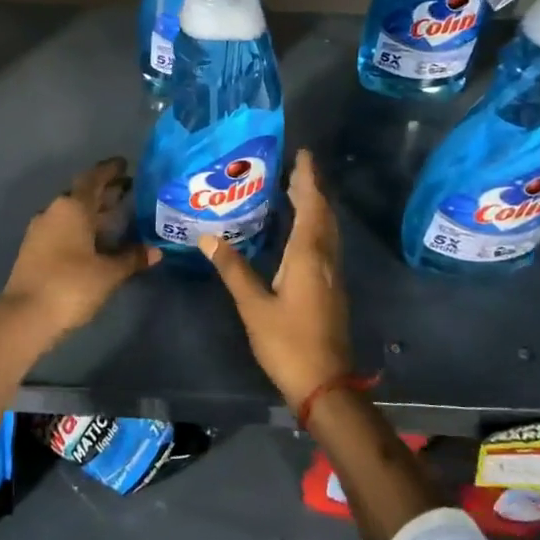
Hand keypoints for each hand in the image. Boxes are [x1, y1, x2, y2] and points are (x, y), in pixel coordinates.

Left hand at [0, 158, 159, 338]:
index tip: (126, 164)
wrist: (25, 316)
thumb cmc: (71, 285)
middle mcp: (54, 211)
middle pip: (82, 194)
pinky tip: (96, 240)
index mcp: (72, 207)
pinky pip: (63, 228)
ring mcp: (41, 230)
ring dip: (93, 211)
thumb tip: (155, 250)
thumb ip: (132, 258)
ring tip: (117, 214)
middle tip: (129, 189)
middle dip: (105, 191)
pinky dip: (82, 228)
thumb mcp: (109, 273)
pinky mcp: (35, 250)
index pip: (93, 178)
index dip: (110, 171)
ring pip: (72, 212)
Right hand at [198, 149, 353, 407]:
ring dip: (315, 206)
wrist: (325, 384)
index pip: (311, 206)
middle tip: (294, 167)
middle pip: (323, 214)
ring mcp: (332, 275)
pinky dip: (315, 226)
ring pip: (327, 229)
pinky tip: (300, 231)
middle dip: (311, 188)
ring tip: (296, 190)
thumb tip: (207, 237)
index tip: (302, 155)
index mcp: (308, 256)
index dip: (307, 179)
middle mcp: (325, 259)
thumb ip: (233, 269)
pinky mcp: (331, 289)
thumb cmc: (287, 343)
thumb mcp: (253, 306)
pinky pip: (325, 244)